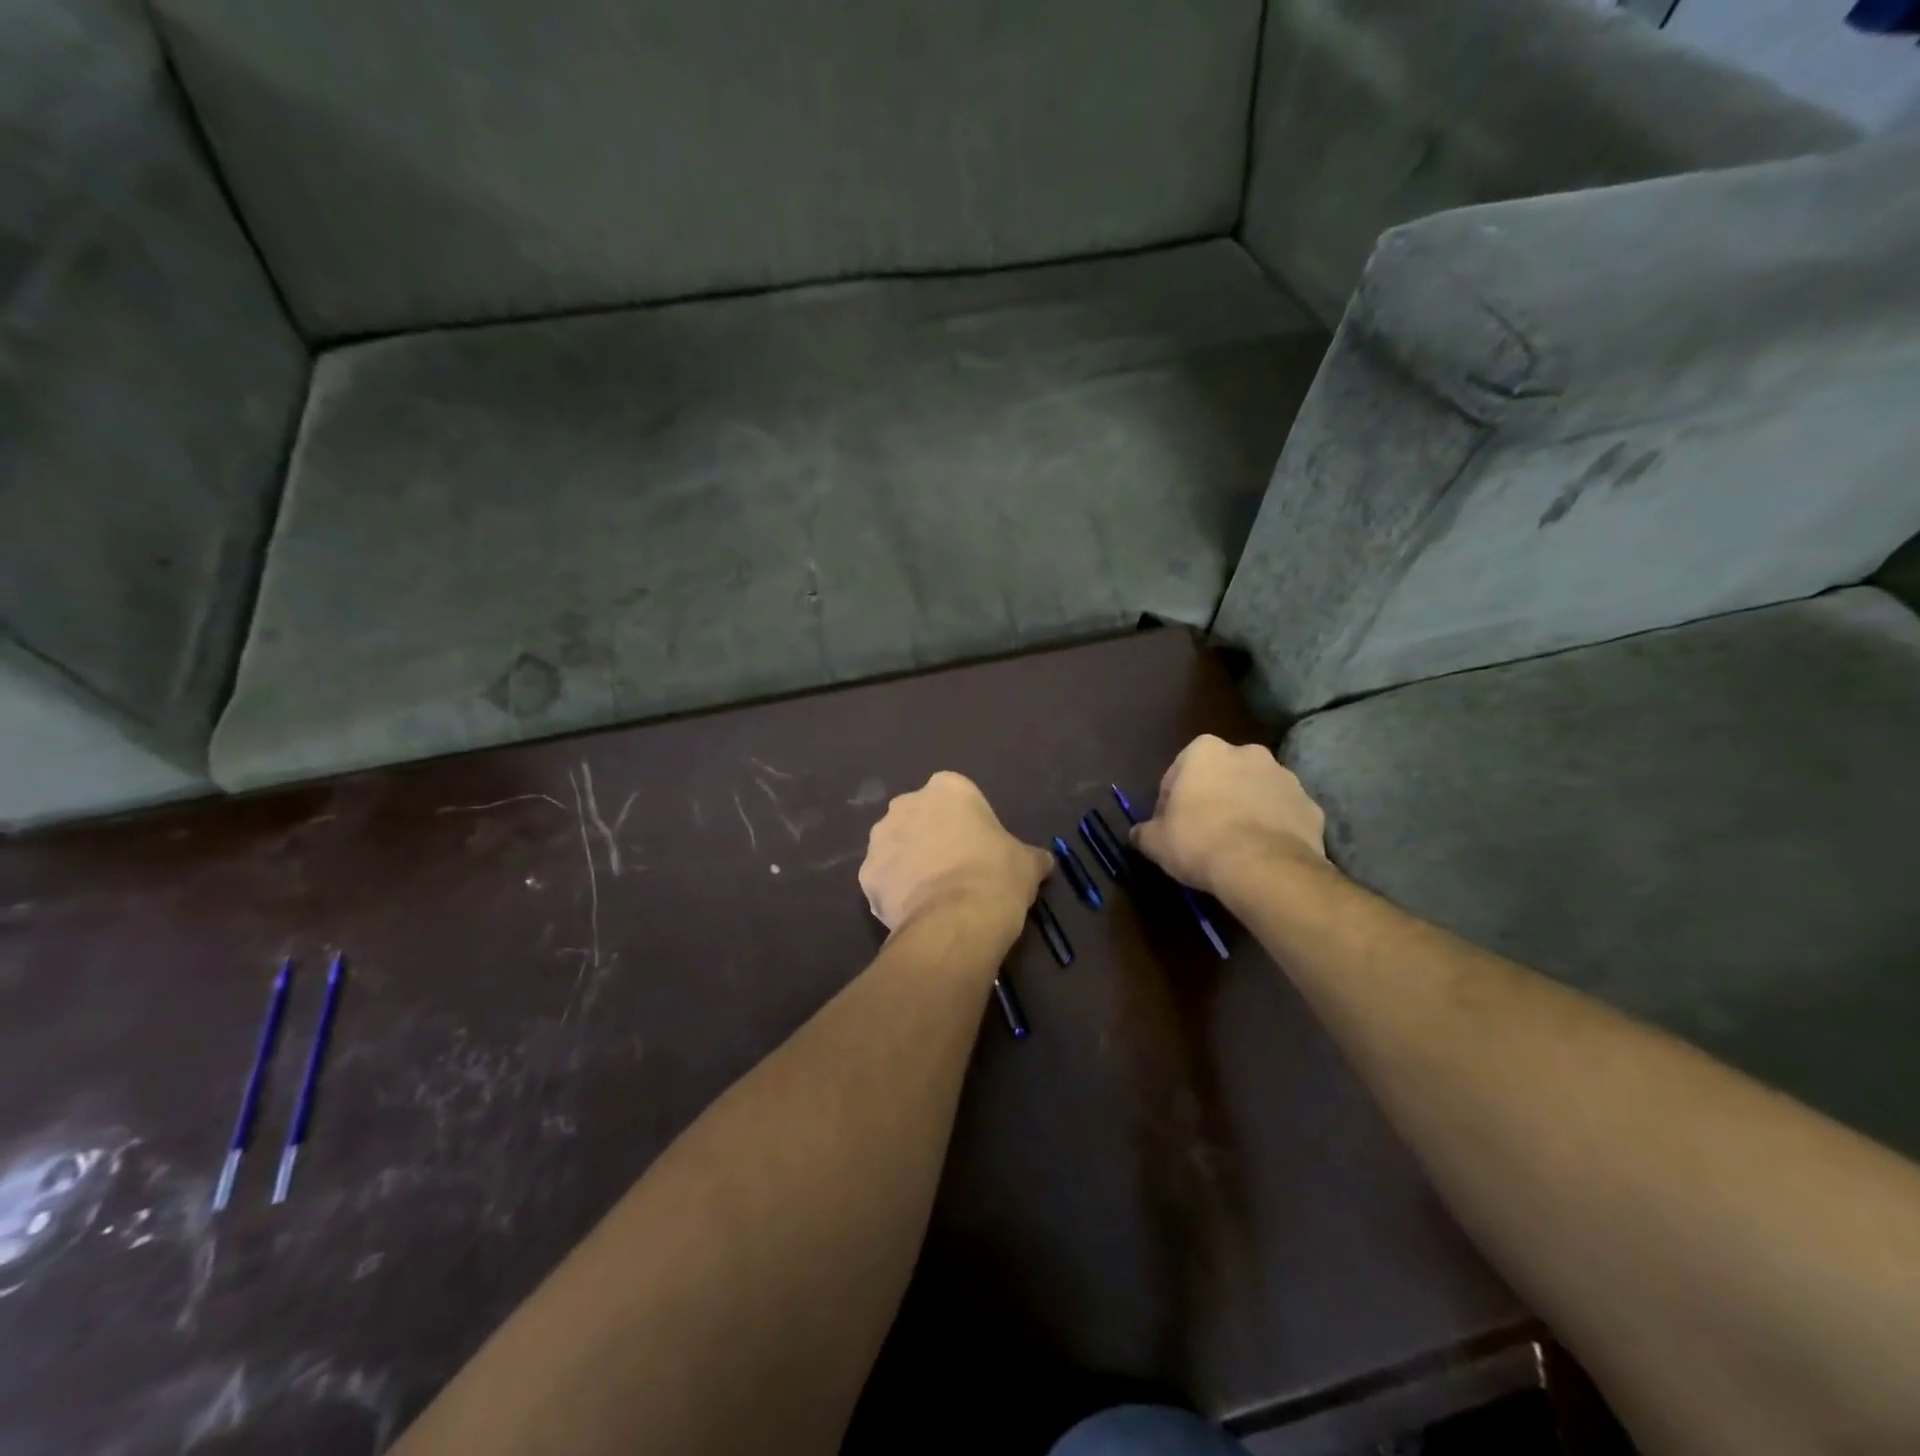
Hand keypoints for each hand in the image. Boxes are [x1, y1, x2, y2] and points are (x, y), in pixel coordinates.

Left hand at [860, 772, 1051, 933]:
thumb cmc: (997, 876)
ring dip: (909, 863)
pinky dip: (894, 892)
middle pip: (920, 817)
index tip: (978, 848)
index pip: (956, 797)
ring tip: (932, 895)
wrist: (957, 920)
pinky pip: (882, 879)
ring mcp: (880, 839)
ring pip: (896, 847)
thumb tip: (1042, 861)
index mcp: (947, 788)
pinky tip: (913, 912)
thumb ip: (1029, 855)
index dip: (967, 823)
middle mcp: (906, 803)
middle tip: (954, 869)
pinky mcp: (866, 874)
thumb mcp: (1027, 862)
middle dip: (931, 837)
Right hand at [1132, 735, 1327, 898]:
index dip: (1172, 801)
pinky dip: (1275, 828)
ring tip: (1237, 846)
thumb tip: (1139, 834)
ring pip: (1256, 792)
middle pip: (1222, 775)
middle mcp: (1248, 752)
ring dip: (1246, 809)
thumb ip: (1144, 831)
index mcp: (1205, 751)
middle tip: (1204, 833)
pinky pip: (1285, 815)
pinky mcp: (1311, 806)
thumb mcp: (1156, 841)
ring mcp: (1285, 777)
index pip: (1179, 772)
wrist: (1263, 868)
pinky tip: (1263, 853)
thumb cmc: (1199, 841)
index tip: (1172, 826)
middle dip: (1214, 797)